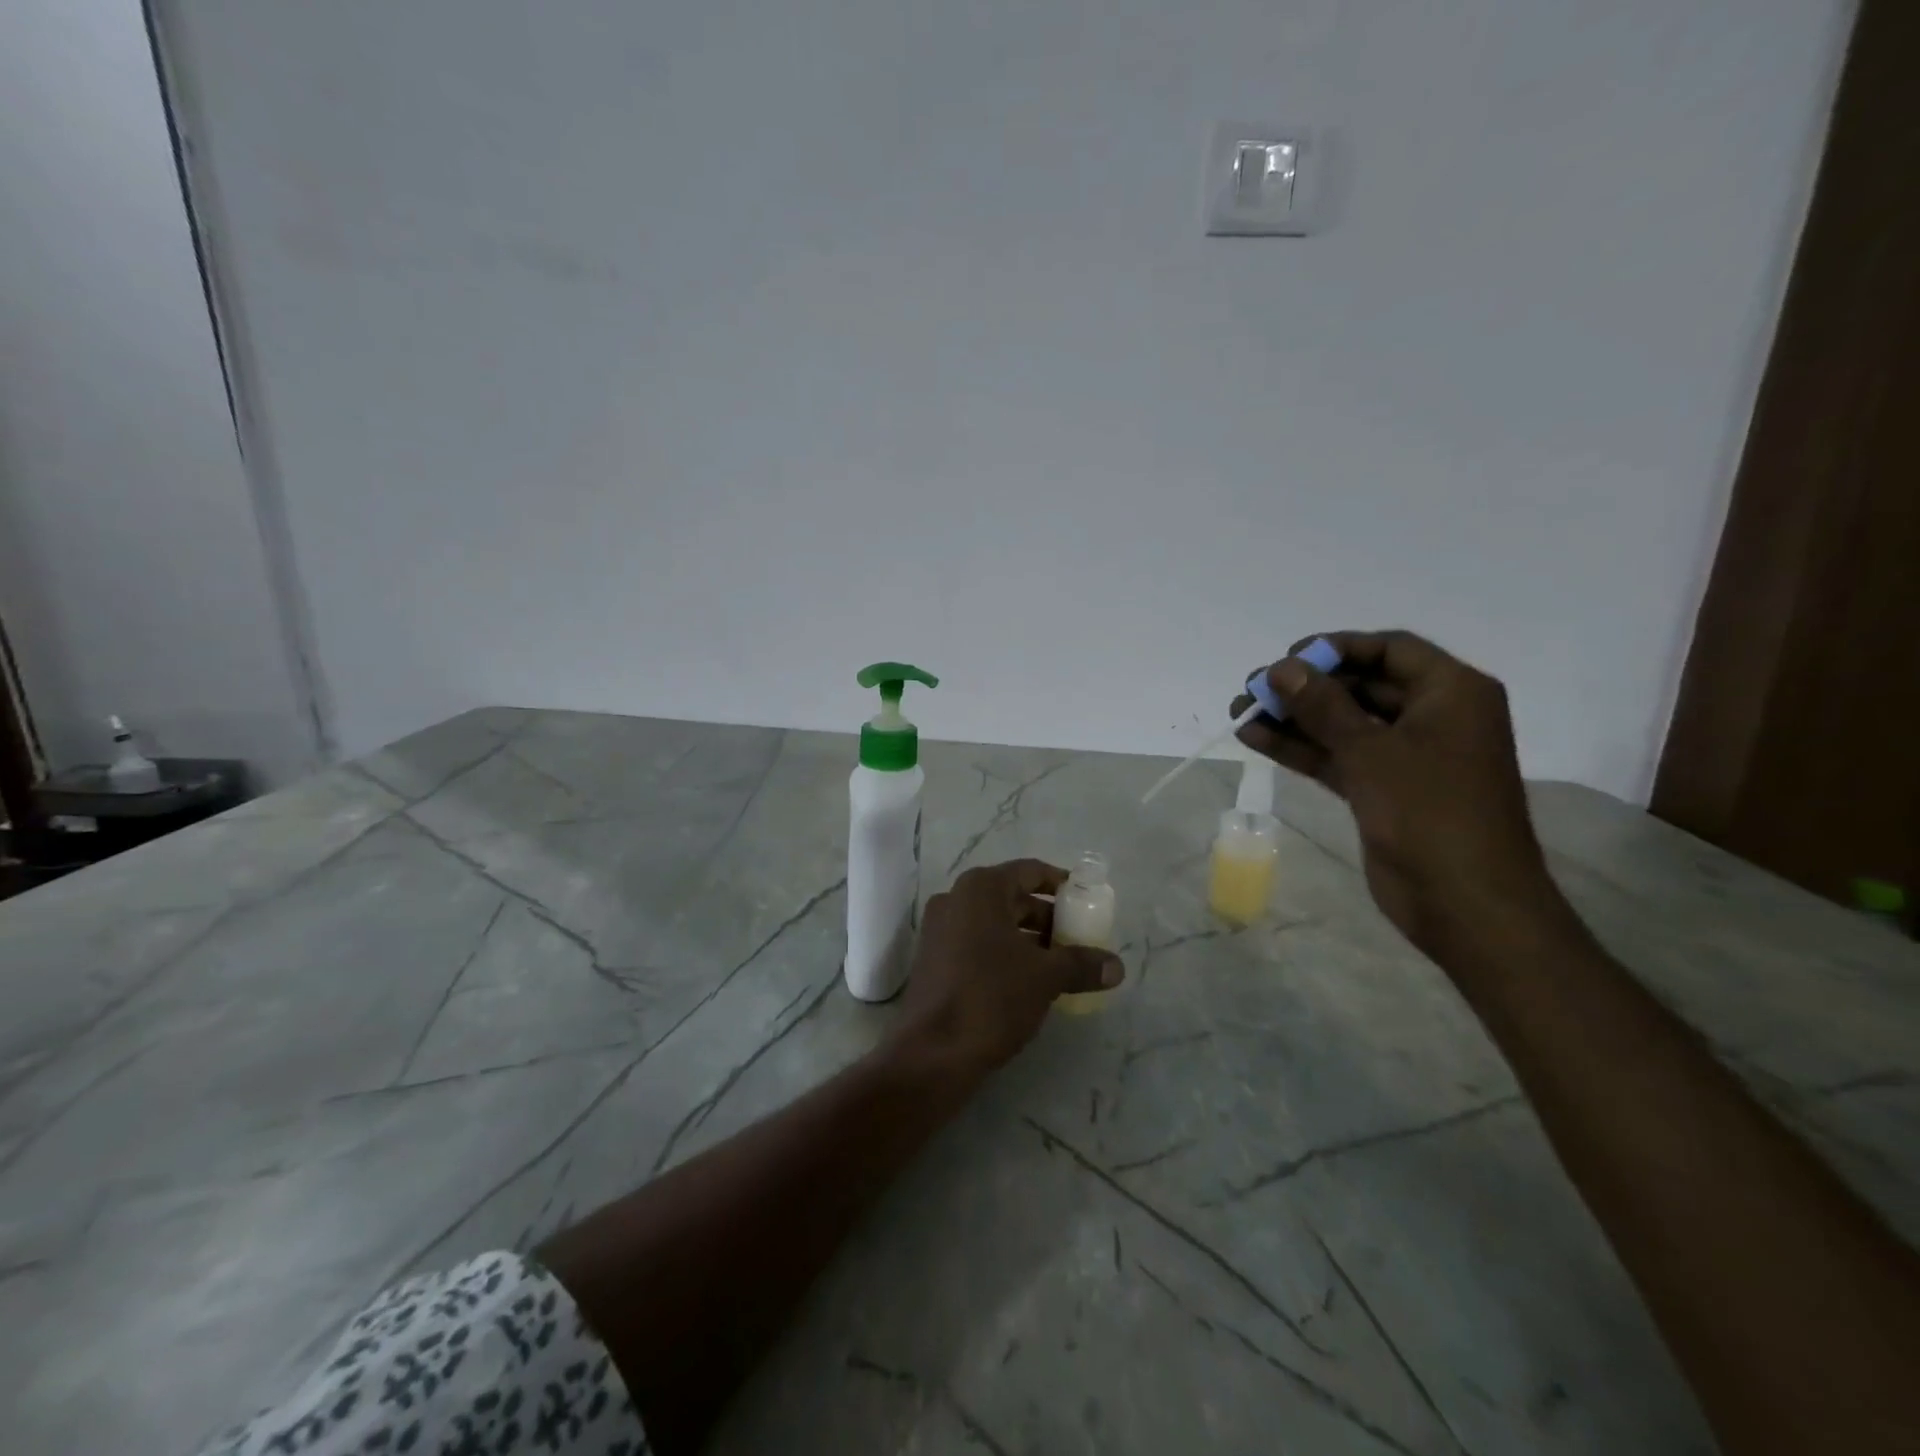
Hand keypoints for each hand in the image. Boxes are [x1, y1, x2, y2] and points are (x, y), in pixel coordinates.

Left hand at [896, 859, 1123, 1072]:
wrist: (932, 1053)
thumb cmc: (991, 998)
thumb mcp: (1045, 978)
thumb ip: (1082, 964)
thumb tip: (1117, 966)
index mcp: (980, 889)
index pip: (1029, 871)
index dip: (1061, 884)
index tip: (1086, 901)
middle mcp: (955, 900)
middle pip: (1012, 897)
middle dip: (1047, 917)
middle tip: (1078, 939)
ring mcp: (940, 930)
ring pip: (995, 923)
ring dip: (1028, 939)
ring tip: (1060, 965)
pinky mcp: (934, 960)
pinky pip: (978, 944)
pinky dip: (1005, 954)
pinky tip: (1029, 982)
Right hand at [1234, 631, 1567, 964]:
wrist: (1464, 901)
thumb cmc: (1429, 812)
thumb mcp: (1371, 751)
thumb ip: (1323, 706)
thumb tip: (1280, 669)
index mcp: (1452, 693)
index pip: (1389, 650)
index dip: (1336, 648)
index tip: (1286, 658)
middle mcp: (1432, 717)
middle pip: (1361, 686)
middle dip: (1305, 687)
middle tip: (1252, 689)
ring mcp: (1407, 757)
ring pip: (1343, 724)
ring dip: (1294, 718)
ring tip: (1240, 711)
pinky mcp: (1383, 790)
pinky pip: (1338, 757)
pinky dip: (1301, 748)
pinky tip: (1256, 738)